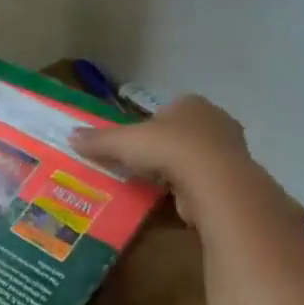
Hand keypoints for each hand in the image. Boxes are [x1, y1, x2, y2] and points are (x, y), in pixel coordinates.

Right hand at [72, 95, 260, 228]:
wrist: (214, 182)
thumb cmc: (168, 149)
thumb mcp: (123, 141)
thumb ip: (98, 139)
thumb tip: (70, 136)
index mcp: (191, 103)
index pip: (167, 110)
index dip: (149, 126)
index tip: (134, 144)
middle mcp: (215, 120)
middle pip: (181, 133)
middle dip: (163, 148)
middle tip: (140, 165)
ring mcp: (229, 150)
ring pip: (195, 157)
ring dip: (176, 170)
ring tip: (153, 186)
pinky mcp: (233, 178)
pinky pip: (204, 180)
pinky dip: (189, 189)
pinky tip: (172, 200)